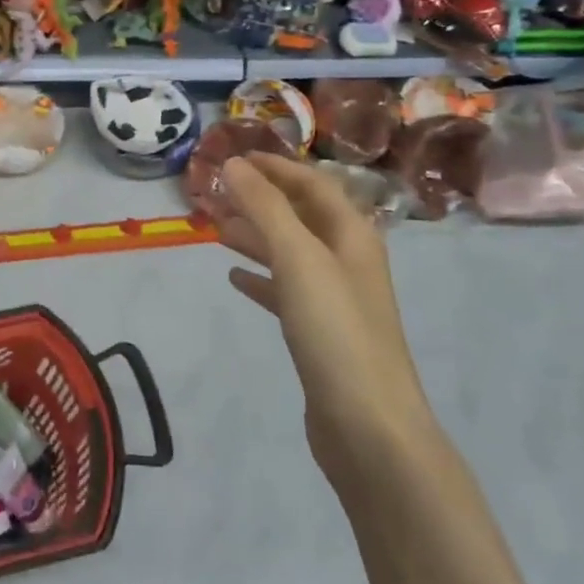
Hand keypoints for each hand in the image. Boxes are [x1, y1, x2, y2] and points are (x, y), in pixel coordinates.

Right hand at [217, 153, 437, 480]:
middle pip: (301, 216)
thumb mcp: (298, 259)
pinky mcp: (320, 332)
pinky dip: (260, 278)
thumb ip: (265, 208)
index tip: (233, 158)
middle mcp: (347, 260)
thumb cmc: (335, 331)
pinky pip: (285, 291)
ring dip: (256, 236)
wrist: (368, 425)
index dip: (274, 167)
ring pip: (290, 252)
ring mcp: (335, 298)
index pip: (312, 183)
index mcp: (352, 235)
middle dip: (260, 201)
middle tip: (214, 194)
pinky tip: (234, 278)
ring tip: (216, 230)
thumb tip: (234, 164)